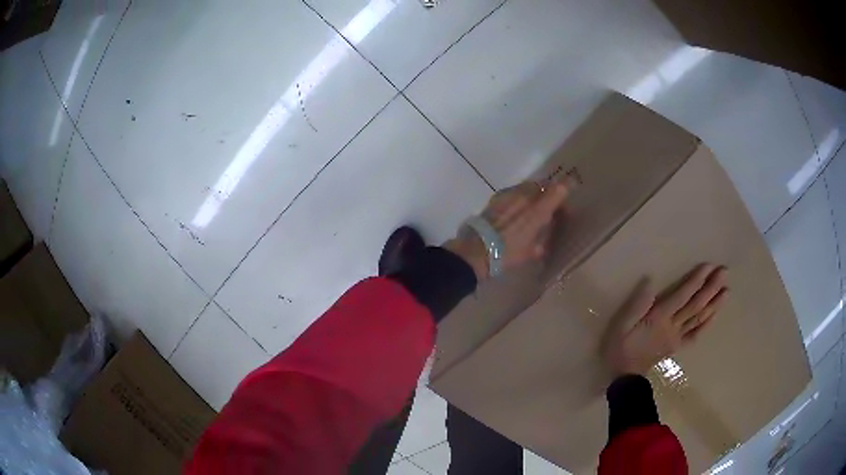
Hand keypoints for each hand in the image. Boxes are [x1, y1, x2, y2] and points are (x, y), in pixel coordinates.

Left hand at [445, 180, 569, 279]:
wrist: (477, 249)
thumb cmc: (507, 254)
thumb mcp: (530, 253)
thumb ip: (540, 245)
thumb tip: (542, 245)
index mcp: (538, 210)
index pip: (559, 189)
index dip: (567, 186)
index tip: (572, 187)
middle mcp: (526, 197)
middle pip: (543, 185)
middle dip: (548, 192)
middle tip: (549, 205)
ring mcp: (510, 194)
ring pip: (528, 186)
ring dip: (533, 193)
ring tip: (531, 208)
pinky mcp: (497, 196)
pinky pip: (514, 191)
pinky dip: (519, 197)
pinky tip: (515, 210)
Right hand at [604, 264, 728, 376]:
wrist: (625, 377)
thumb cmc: (621, 347)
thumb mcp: (621, 324)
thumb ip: (637, 304)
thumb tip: (650, 281)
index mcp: (659, 318)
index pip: (682, 296)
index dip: (696, 281)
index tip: (709, 267)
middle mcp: (673, 326)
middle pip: (695, 306)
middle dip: (711, 288)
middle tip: (725, 272)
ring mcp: (677, 338)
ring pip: (699, 319)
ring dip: (714, 304)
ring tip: (726, 291)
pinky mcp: (677, 346)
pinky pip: (695, 335)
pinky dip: (706, 324)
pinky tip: (715, 314)